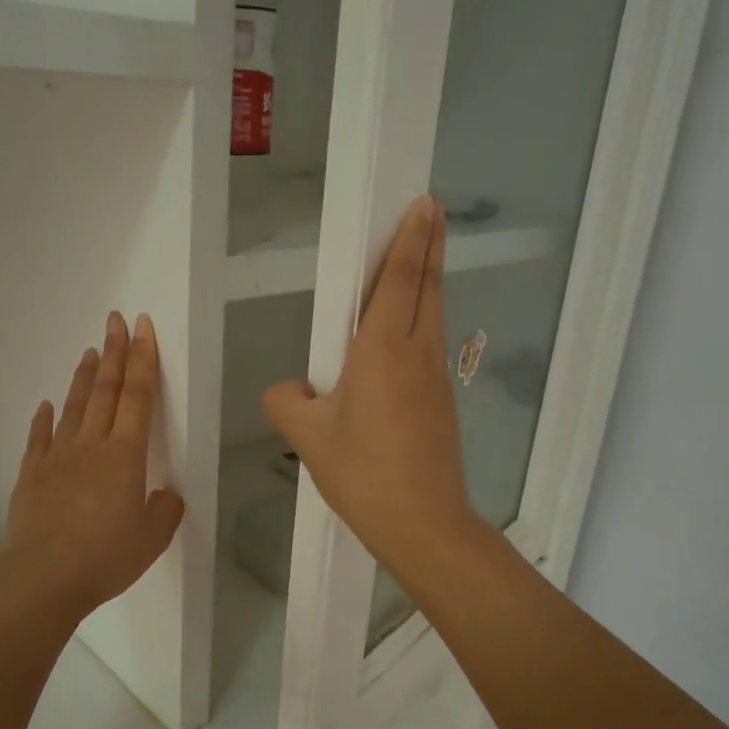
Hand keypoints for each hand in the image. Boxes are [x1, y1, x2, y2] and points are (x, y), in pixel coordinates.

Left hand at [1, 312, 184, 621]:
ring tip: (90, 351)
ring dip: (85, 377)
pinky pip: (39, 439)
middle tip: (115, 321)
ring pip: (74, 408)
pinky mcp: (31, 476)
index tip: (142, 328)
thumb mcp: (152, 538)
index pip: (139, 397)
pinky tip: (46, 405)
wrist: (43, 578)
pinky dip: (44, 419)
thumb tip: (164, 494)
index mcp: (126, 456)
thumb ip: (165, 510)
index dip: (143, 360)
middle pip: (106, 391)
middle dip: (114, 353)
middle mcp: (91, 446)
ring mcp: (57, 458)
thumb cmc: (105, 558)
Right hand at [263, 196, 478, 576]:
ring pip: (433, 314)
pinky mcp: (442, 401)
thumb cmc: (363, 473)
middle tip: (431, 212)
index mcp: (382, 350)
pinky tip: (410, 330)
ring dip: (430, 280)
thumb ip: (286, 400)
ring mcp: (436, 378)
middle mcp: (416, 353)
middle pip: (426, 287)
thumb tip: (294, 388)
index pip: (399, 280)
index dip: (410, 240)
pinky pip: (431, 343)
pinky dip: (425, 317)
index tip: (422, 205)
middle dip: (429, 246)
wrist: (423, 523)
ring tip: (423, 259)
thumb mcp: (307, 437)